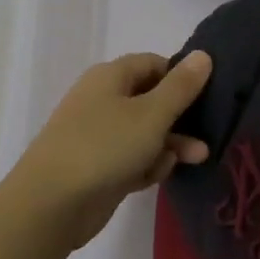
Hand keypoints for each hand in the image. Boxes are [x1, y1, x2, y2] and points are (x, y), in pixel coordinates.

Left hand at [6, 51, 212, 252]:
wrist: (51, 203)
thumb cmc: (105, 146)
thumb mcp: (151, 114)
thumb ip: (180, 87)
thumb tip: (203, 55)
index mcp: (110, 77)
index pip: (153, 64)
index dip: (180, 76)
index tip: (208, 93)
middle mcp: (102, 100)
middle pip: (151, 100)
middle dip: (181, 117)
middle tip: (209, 131)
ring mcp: (98, 135)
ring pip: (144, 133)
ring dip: (170, 144)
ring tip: (197, 159)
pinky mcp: (98, 167)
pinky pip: (131, 159)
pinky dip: (146, 165)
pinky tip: (153, 177)